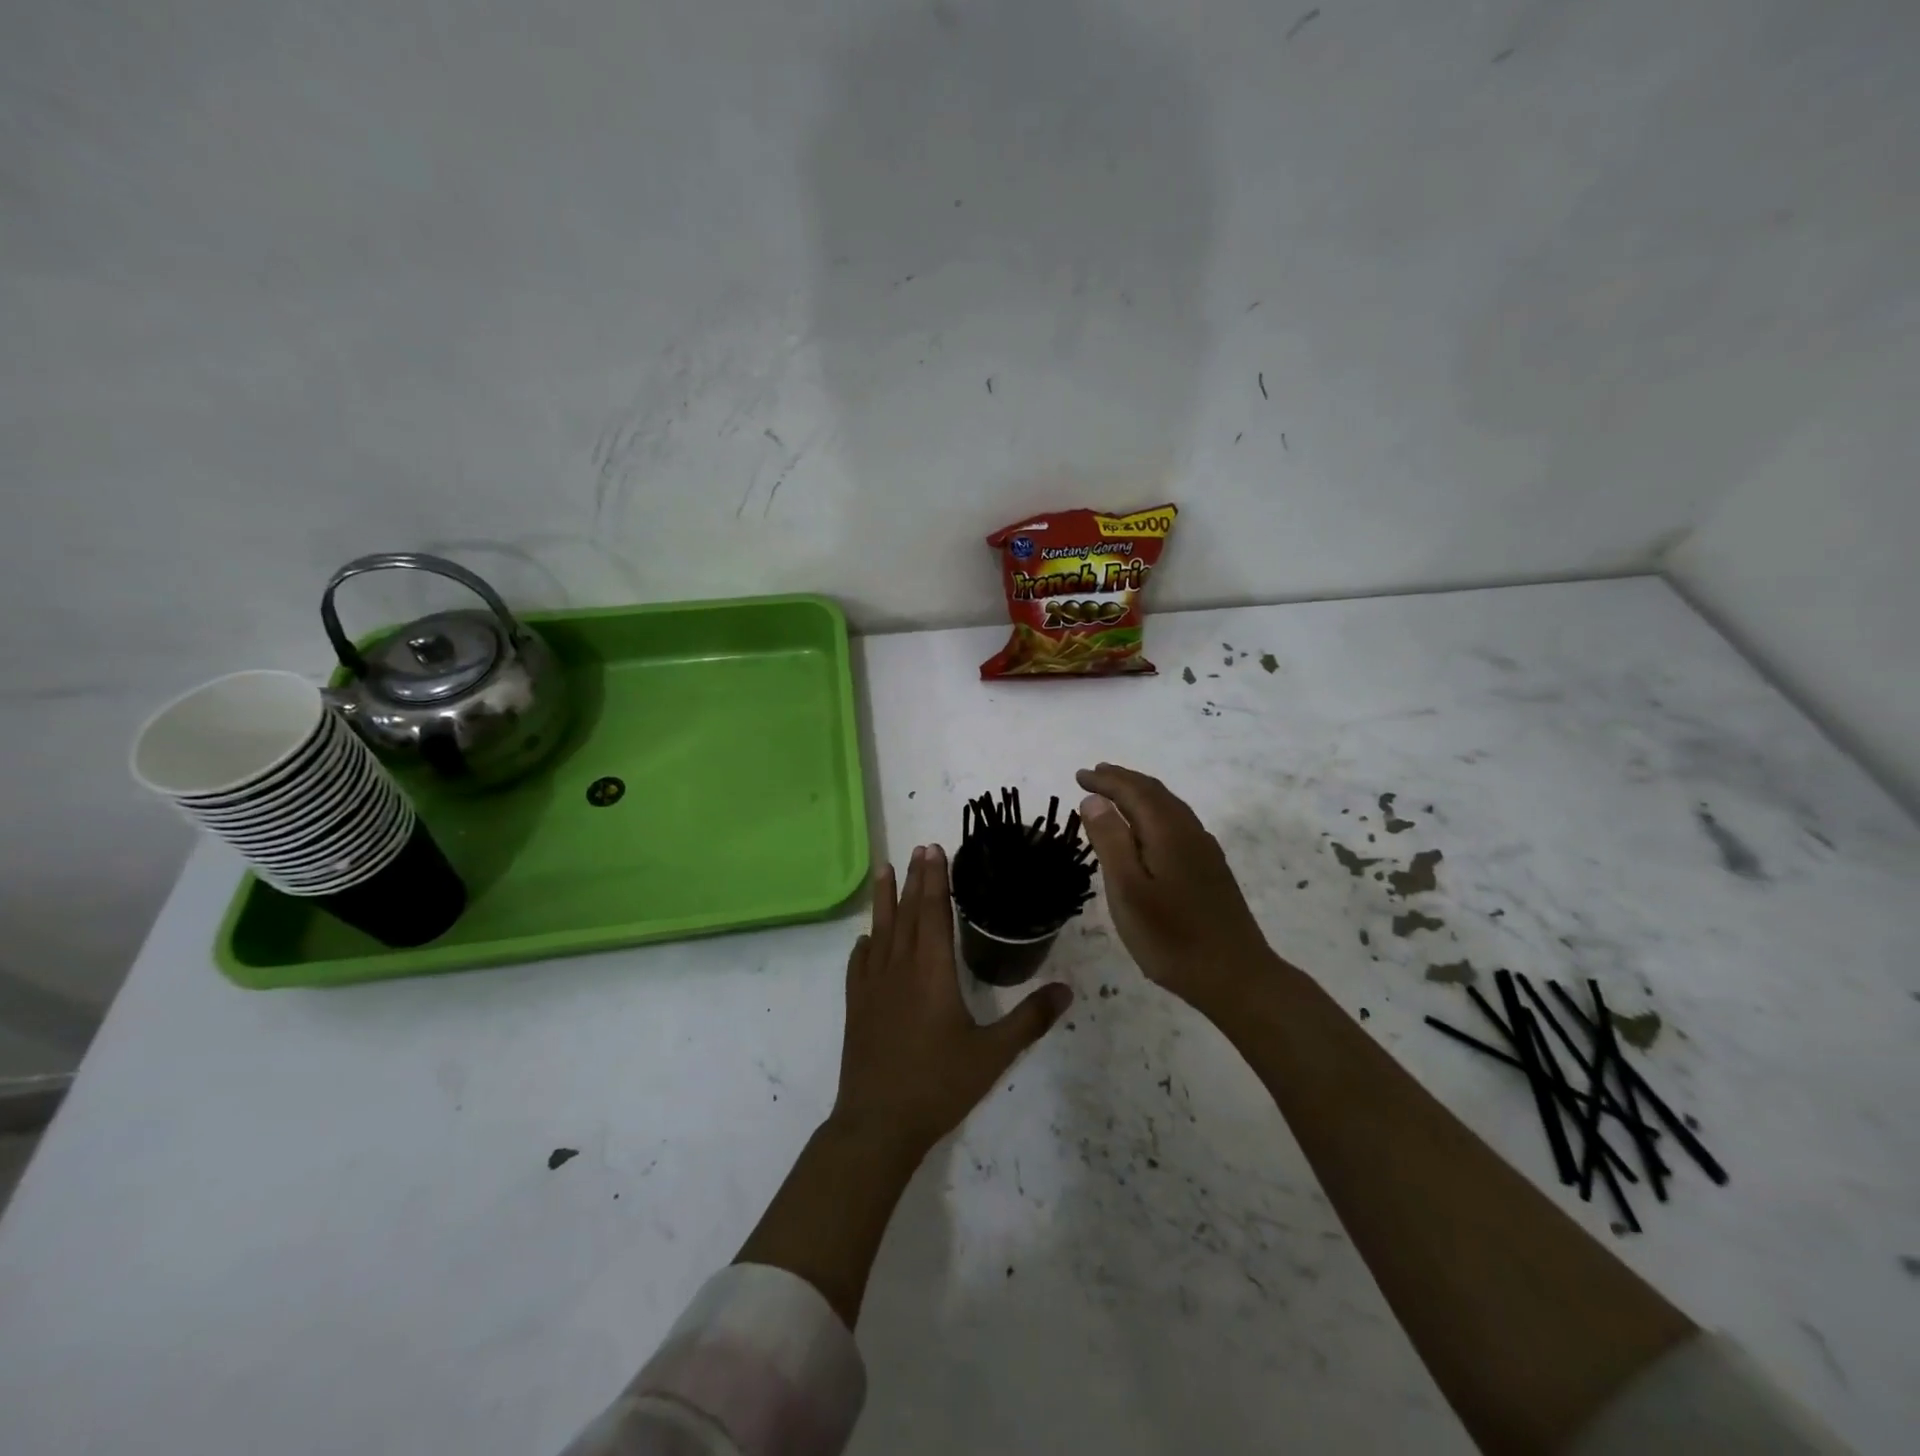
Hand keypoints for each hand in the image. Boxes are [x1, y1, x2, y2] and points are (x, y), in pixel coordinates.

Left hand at [831, 845, 1072, 1162]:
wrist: (878, 1123)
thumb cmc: (938, 1084)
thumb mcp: (993, 1053)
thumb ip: (1030, 1020)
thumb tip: (1067, 990)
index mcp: (932, 971)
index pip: (934, 912)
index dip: (935, 880)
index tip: (934, 850)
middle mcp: (900, 967)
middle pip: (908, 912)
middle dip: (915, 878)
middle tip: (919, 847)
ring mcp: (873, 985)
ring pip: (881, 930)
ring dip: (884, 898)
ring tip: (884, 869)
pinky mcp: (857, 1005)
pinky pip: (860, 963)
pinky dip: (866, 943)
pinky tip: (867, 938)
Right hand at [1076, 763, 1276, 1006]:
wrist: (1237, 977)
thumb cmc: (1172, 937)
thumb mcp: (1128, 890)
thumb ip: (1110, 841)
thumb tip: (1093, 800)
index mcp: (1168, 832)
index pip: (1134, 791)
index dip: (1106, 780)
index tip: (1079, 775)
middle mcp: (1190, 832)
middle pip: (1155, 793)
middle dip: (1123, 780)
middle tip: (1094, 775)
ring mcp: (1205, 851)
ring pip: (1169, 807)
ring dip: (1140, 794)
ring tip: (1116, 794)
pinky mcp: (1211, 870)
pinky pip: (1177, 823)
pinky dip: (1154, 813)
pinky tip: (1149, 830)